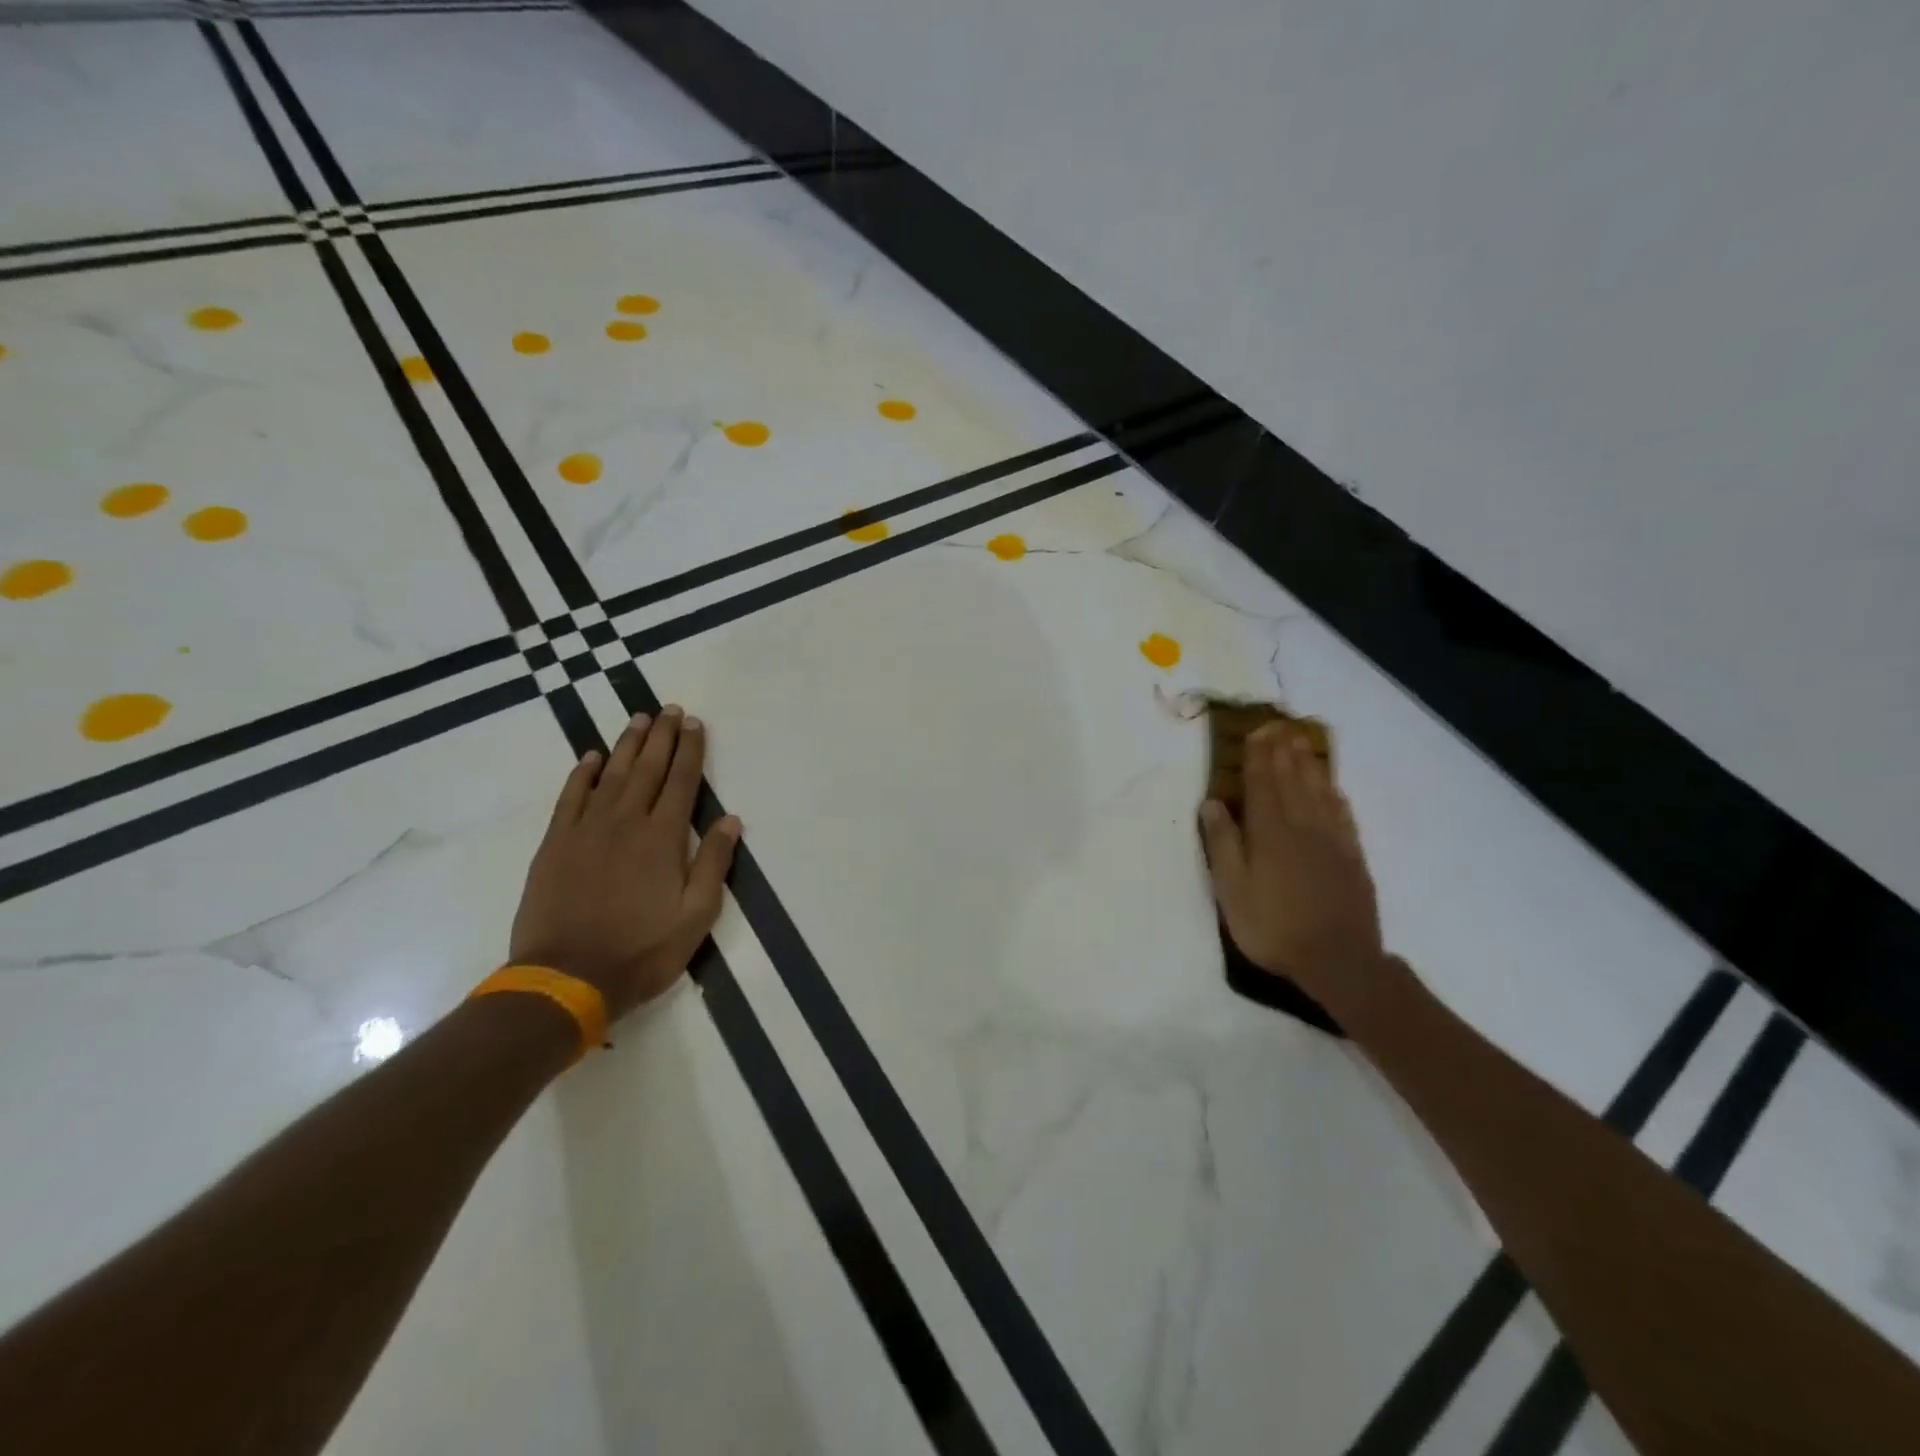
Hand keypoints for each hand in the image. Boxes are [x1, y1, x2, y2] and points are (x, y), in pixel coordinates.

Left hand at [509, 707, 740, 1020]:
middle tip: (670, 709)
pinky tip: (591, 758)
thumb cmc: (642, 950)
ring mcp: (587, 830)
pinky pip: (571, 797)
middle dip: (663, 737)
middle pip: (648, 768)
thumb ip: (713, 863)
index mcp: (663, 838)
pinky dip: (582, 774)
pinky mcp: (555, 844)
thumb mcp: (696, 915)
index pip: (682, 781)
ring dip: (628, 745)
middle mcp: (626, 822)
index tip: (695, 724)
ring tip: (640, 720)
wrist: (566, 977)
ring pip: (611, 775)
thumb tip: (731, 819)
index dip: (691, 750)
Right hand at [1200, 723, 1389, 1016]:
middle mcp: (1302, 827)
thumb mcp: (1232, 891)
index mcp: (1269, 834)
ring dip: (1309, 765)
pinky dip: (1335, 794)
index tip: (1256, 732)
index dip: (1258, 757)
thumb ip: (1223, 845)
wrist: (1338, 960)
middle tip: (1279, 726)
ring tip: (1302, 742)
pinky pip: (1343, 815)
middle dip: (1283, 752)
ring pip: (1319, 792)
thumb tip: (1212, 804)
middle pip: (1292, 781)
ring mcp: (1332, 841)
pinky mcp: (1353, 857)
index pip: (1262, 785)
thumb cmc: (1273, 927)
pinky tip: (1332, 787)